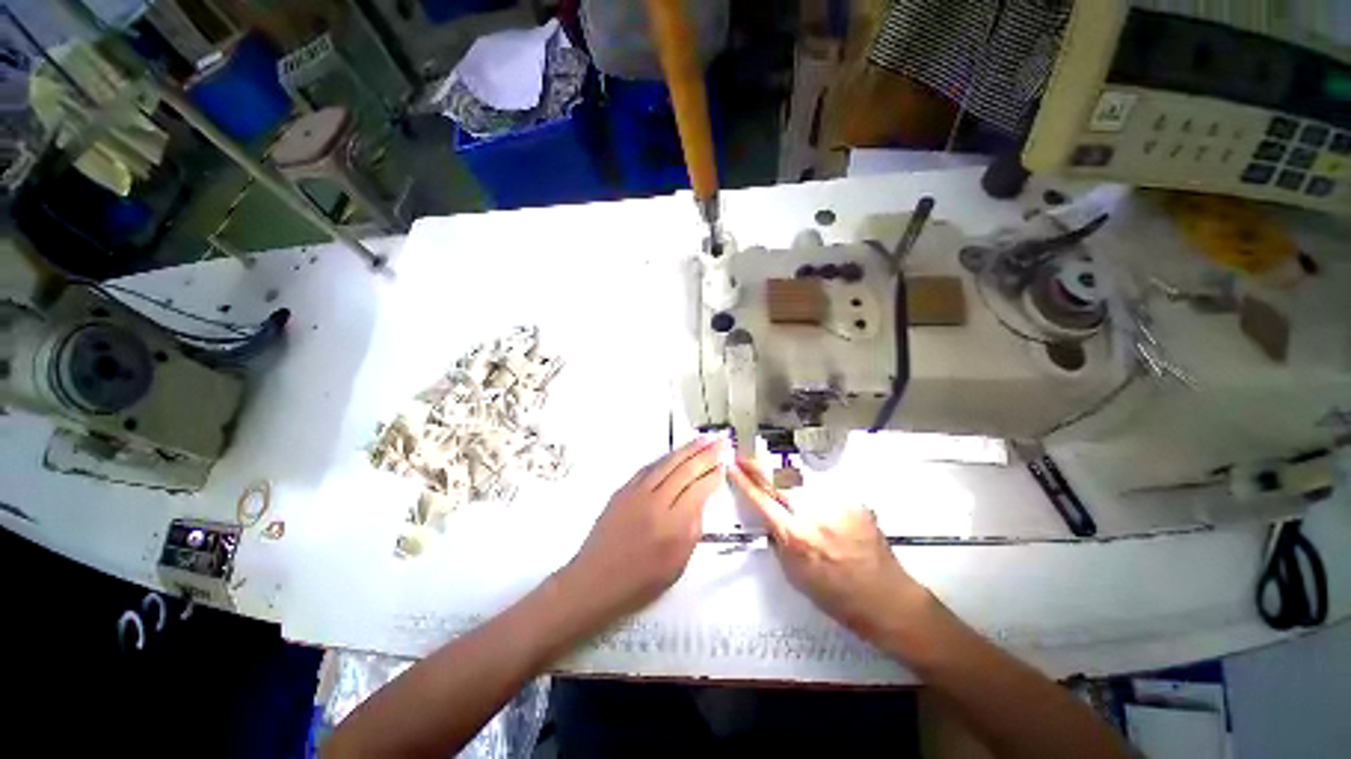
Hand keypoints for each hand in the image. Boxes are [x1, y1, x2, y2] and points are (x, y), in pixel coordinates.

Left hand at [562, 436, 724, 621]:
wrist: (595, 580)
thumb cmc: (639, 581)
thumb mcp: (677, 564)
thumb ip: (692, 529)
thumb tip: (700, 499)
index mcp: (672, 527)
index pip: (698, 490)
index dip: (713, 475)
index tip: (725, 464)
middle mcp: (655, 503)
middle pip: (685, 470)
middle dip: (705, 454)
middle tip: (720, 442)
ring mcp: (636, 493)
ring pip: (667, 463)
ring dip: (687, 449)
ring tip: (703, 440)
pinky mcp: (623, 490)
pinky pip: (649, 467)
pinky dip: (666, 458)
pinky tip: (675, 454)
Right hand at [727, 459, 930, 642]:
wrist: (886, 599)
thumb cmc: (836, 596)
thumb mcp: (795, 575)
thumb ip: (779, 541)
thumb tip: (768, 517)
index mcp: (796, 537)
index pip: (762, 500)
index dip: (744, 481)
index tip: (732, 466)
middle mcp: (815, 514)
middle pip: (779, 479)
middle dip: (758, 465)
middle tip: (745, 456)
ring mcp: (837, 503)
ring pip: (801, 480)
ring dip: (785, 476)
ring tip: (775, 474)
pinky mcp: (854, 500)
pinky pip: (824, 489)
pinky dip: (814, 491)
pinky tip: (817, 502)